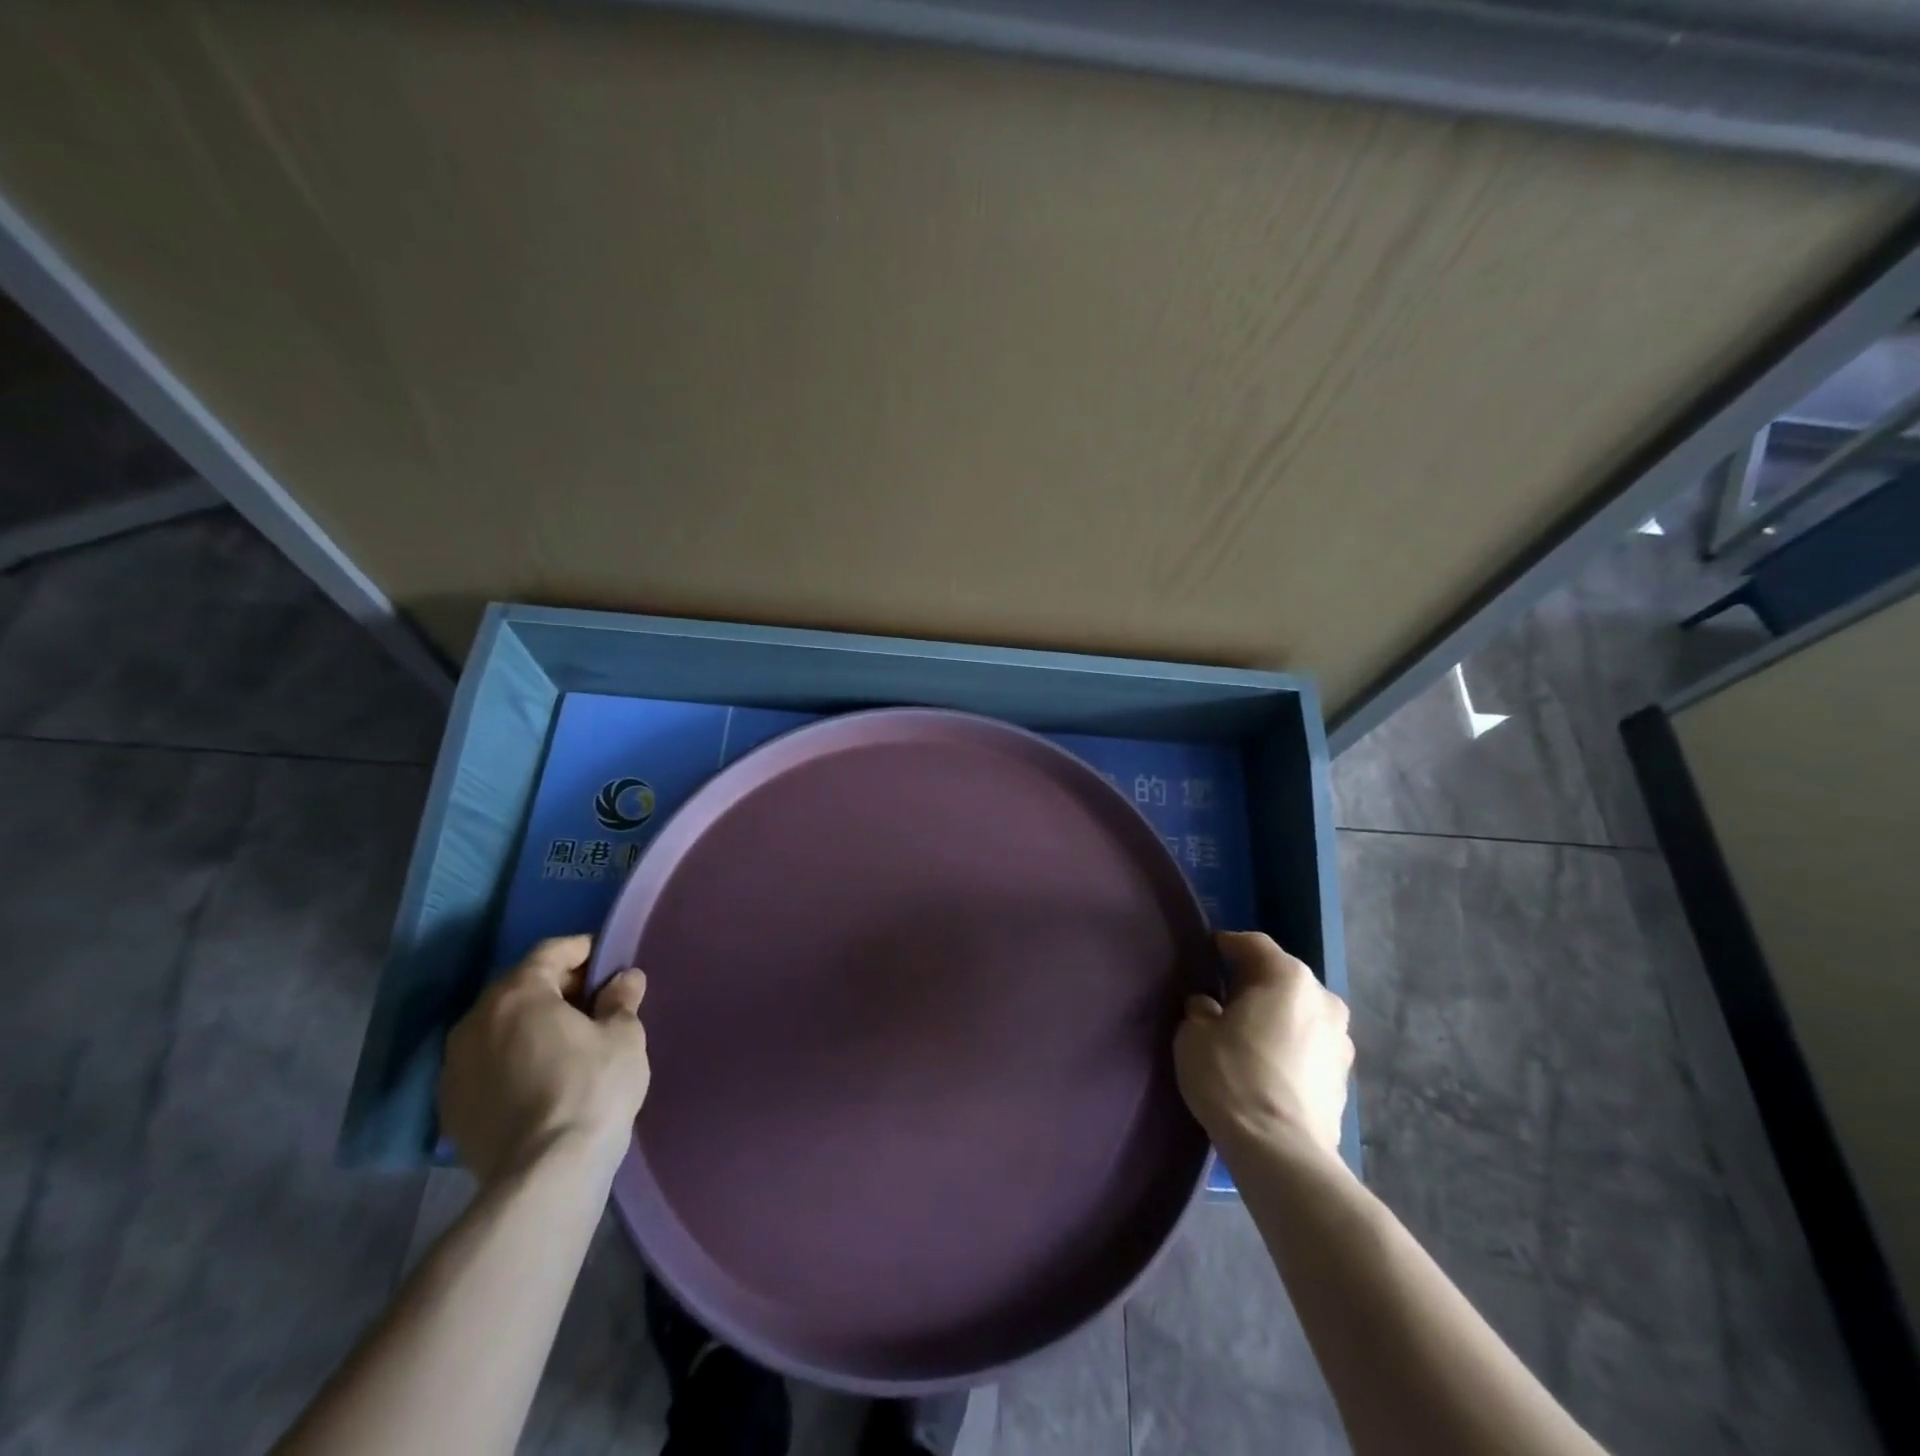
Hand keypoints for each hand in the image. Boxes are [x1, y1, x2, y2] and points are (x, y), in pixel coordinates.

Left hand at [439, 935, 650, 1184]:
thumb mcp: (623, 1036)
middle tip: (593, 1002)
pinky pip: (486, 1064)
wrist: (544, 1175)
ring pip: (498, 1027)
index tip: (607, 962)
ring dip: (530, 1025)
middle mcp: (475, 1022)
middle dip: (556, 988)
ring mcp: (455, 1067)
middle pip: (519, 988)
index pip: (550, 953)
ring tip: (567, 1042)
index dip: (581, 950)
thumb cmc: (591, 1089)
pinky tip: (540, 1078)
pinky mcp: (450, 1108)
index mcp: (517, 994)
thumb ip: (621, 1000)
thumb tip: (624, 979)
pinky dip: (512, 1059)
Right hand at [1174, 931, 1352, 1157]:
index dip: (1228, 945)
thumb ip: (1201, 1009)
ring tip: (1248, 1034)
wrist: (1282, 1152)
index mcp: (1288, 977)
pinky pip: (1310, 1044)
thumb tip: (1210, 1007)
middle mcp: (1323, 999)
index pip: (1254, 944)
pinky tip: (1268, 1064)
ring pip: (1301, 1012)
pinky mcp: (1345, 1076)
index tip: (1209, 952)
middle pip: (1283, 977)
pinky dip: (1291, 1045)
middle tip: (1225, 996)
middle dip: (1255, 982)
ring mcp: (1341, 1039)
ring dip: (1277, 1016)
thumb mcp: (1194, 1034)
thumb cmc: (1232, 1077)